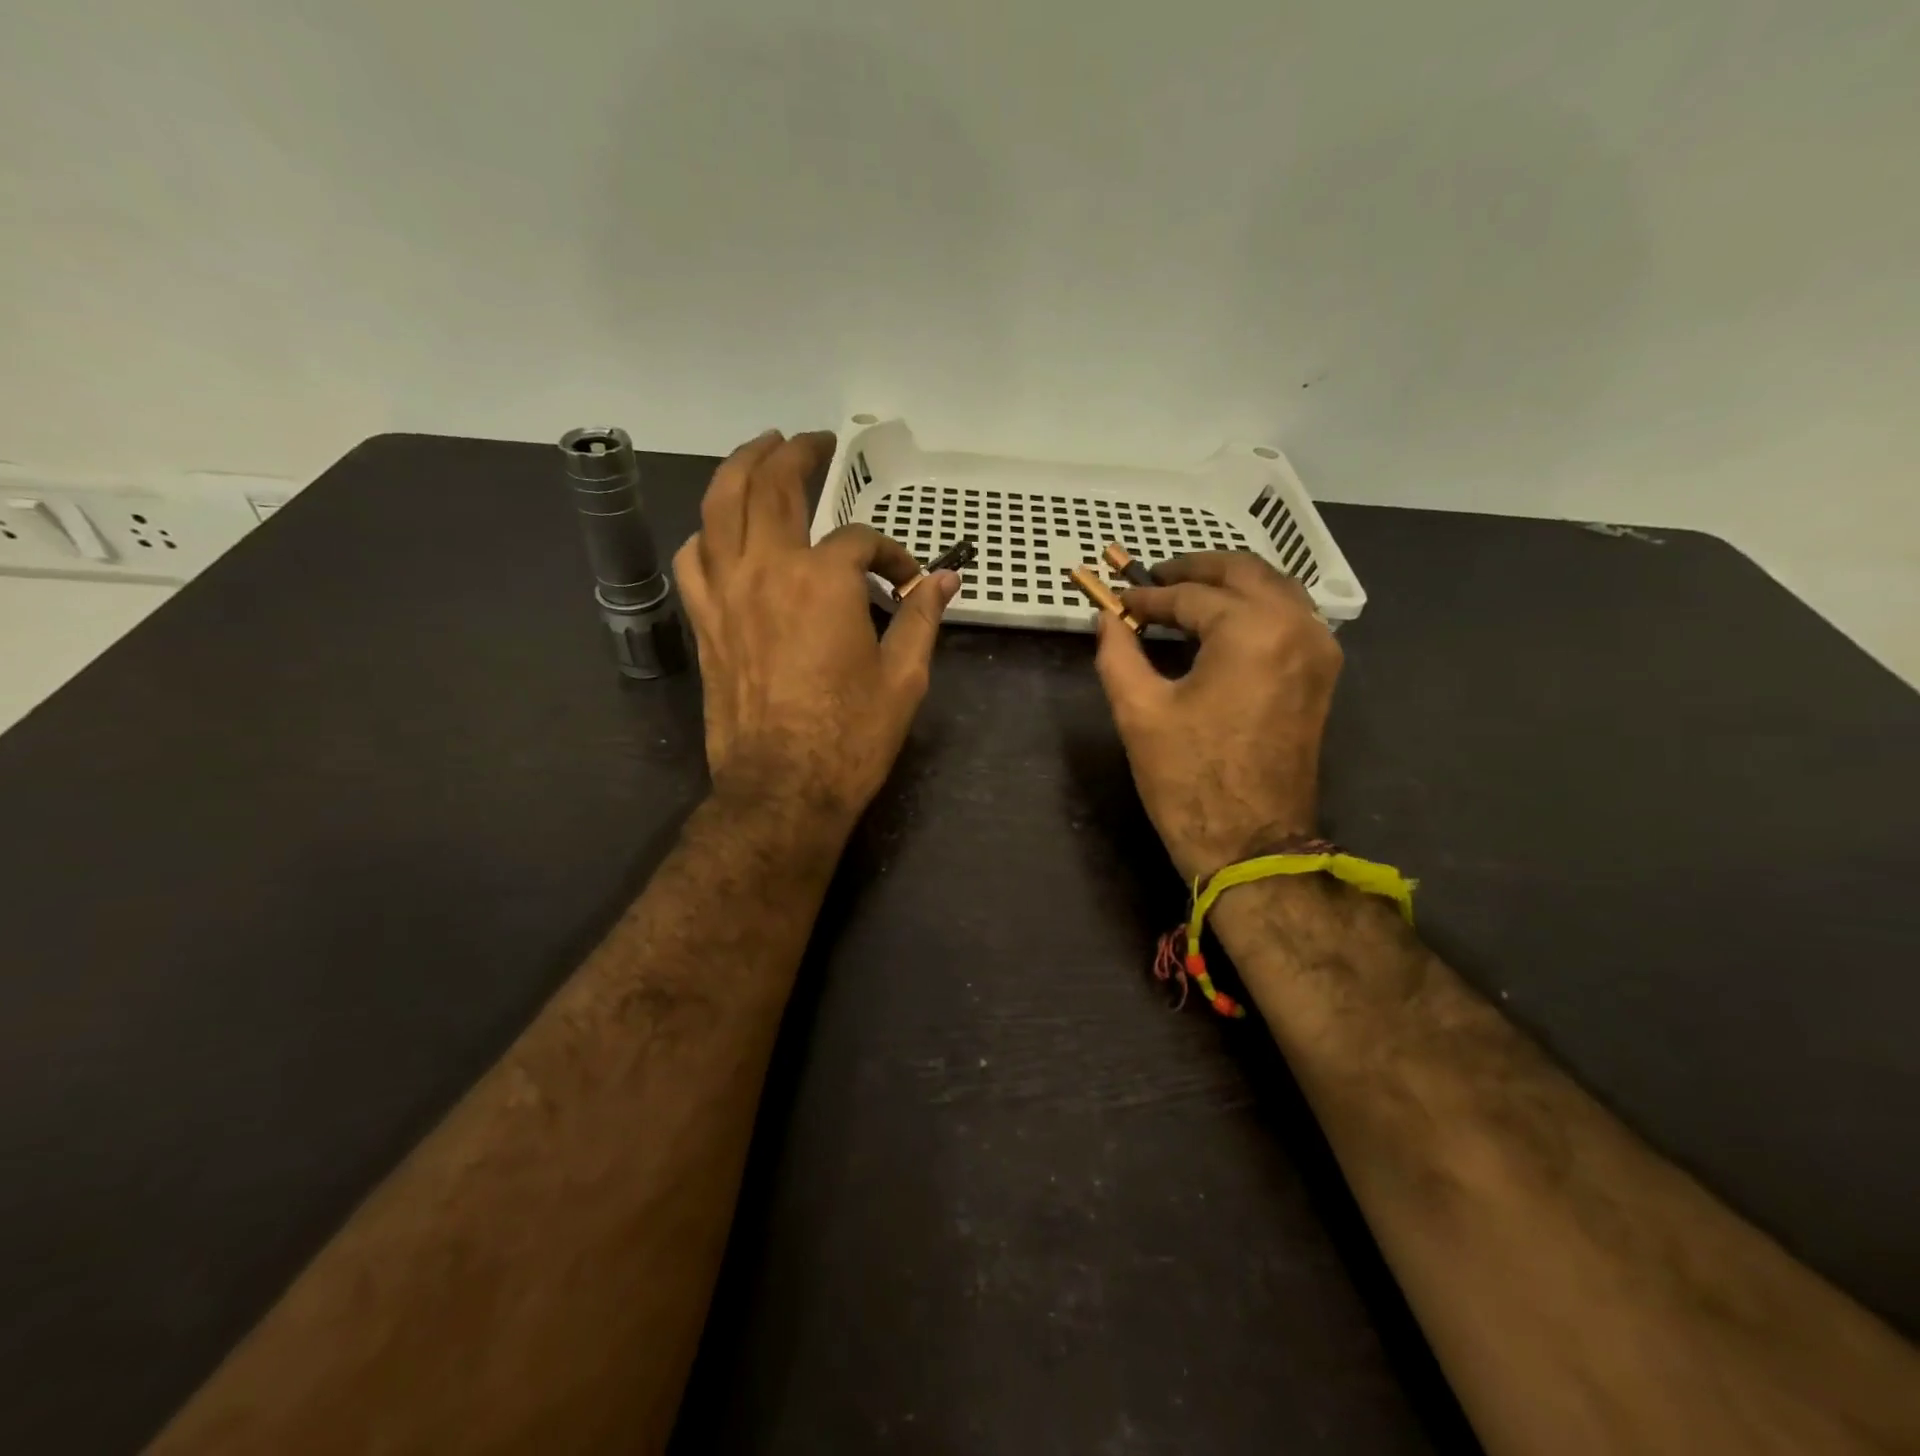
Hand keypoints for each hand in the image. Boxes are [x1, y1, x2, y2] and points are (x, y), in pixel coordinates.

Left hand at [673, 430, 958, 823]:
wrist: (783, 790)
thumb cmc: (850, 737)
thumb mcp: (904, 676)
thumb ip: (921, 617)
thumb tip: (945, 580)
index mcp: (822, 580)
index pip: (860, 541)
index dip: (891, 556)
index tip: (908, 583)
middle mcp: (765, 570)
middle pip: (771, 486)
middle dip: (794, 455)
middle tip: (812, 441)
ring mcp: (725, 593)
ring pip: (718, 507)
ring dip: (739, 470)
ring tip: (758, 453)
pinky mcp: (705, 623)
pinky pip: (694, 558)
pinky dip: (707, 533)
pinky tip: (722, 532)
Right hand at [1093, 553, 1341, 880]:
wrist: (1251, 844)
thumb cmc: (1189, 779)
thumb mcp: (1139, 712)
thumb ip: (1117, 653)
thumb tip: (1106, 619)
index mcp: (1252, 630)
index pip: (1191, 595)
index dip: (1148, 597)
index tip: (1119, 601)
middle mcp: (1296, 626)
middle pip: (1244, 572)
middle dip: (1196, 569)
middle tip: (1154, 578)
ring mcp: (1318, 650)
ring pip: (1273, 589)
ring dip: (1228, 584)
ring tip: (1184, 595)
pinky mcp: (1321, 675)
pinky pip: (1289, 617)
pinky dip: (1253, 607)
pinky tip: (1220, 623)